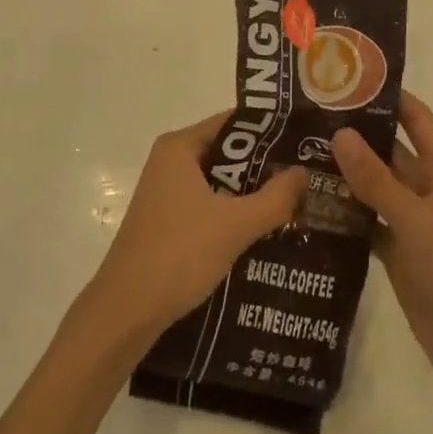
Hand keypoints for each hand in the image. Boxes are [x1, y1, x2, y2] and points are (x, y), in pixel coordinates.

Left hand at [82, 113, 306, 352]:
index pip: (233, 122)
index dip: (270, 131)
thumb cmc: (178, 254)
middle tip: (306, 176)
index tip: (303, 142)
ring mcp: (166, 193)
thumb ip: (274, 198)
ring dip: (250, 194)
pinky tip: (263, 232)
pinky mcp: (167, 221)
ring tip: (294, 204)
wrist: (126, 311)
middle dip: (264, 166)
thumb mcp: (235, 225)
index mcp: (179, 147)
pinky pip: (208, 205)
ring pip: (219, 183)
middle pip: (227, 152)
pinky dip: (233, 214)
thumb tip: (303, 172)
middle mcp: (170, 162)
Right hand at [333, 91, 432, 395]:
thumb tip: (340, 133)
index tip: (346, 78)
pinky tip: (309, 202)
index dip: (388, 95)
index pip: (415, 118)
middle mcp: (425, 188)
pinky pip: (365, 219)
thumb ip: (377, 179)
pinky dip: (343, 211)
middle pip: (387, 149)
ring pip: (373, 185)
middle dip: (354, 134)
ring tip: (297, 153)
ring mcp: (410, 220)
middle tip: (306, 117)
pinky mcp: (396, 249)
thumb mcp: (415, 220)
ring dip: (344, 172)